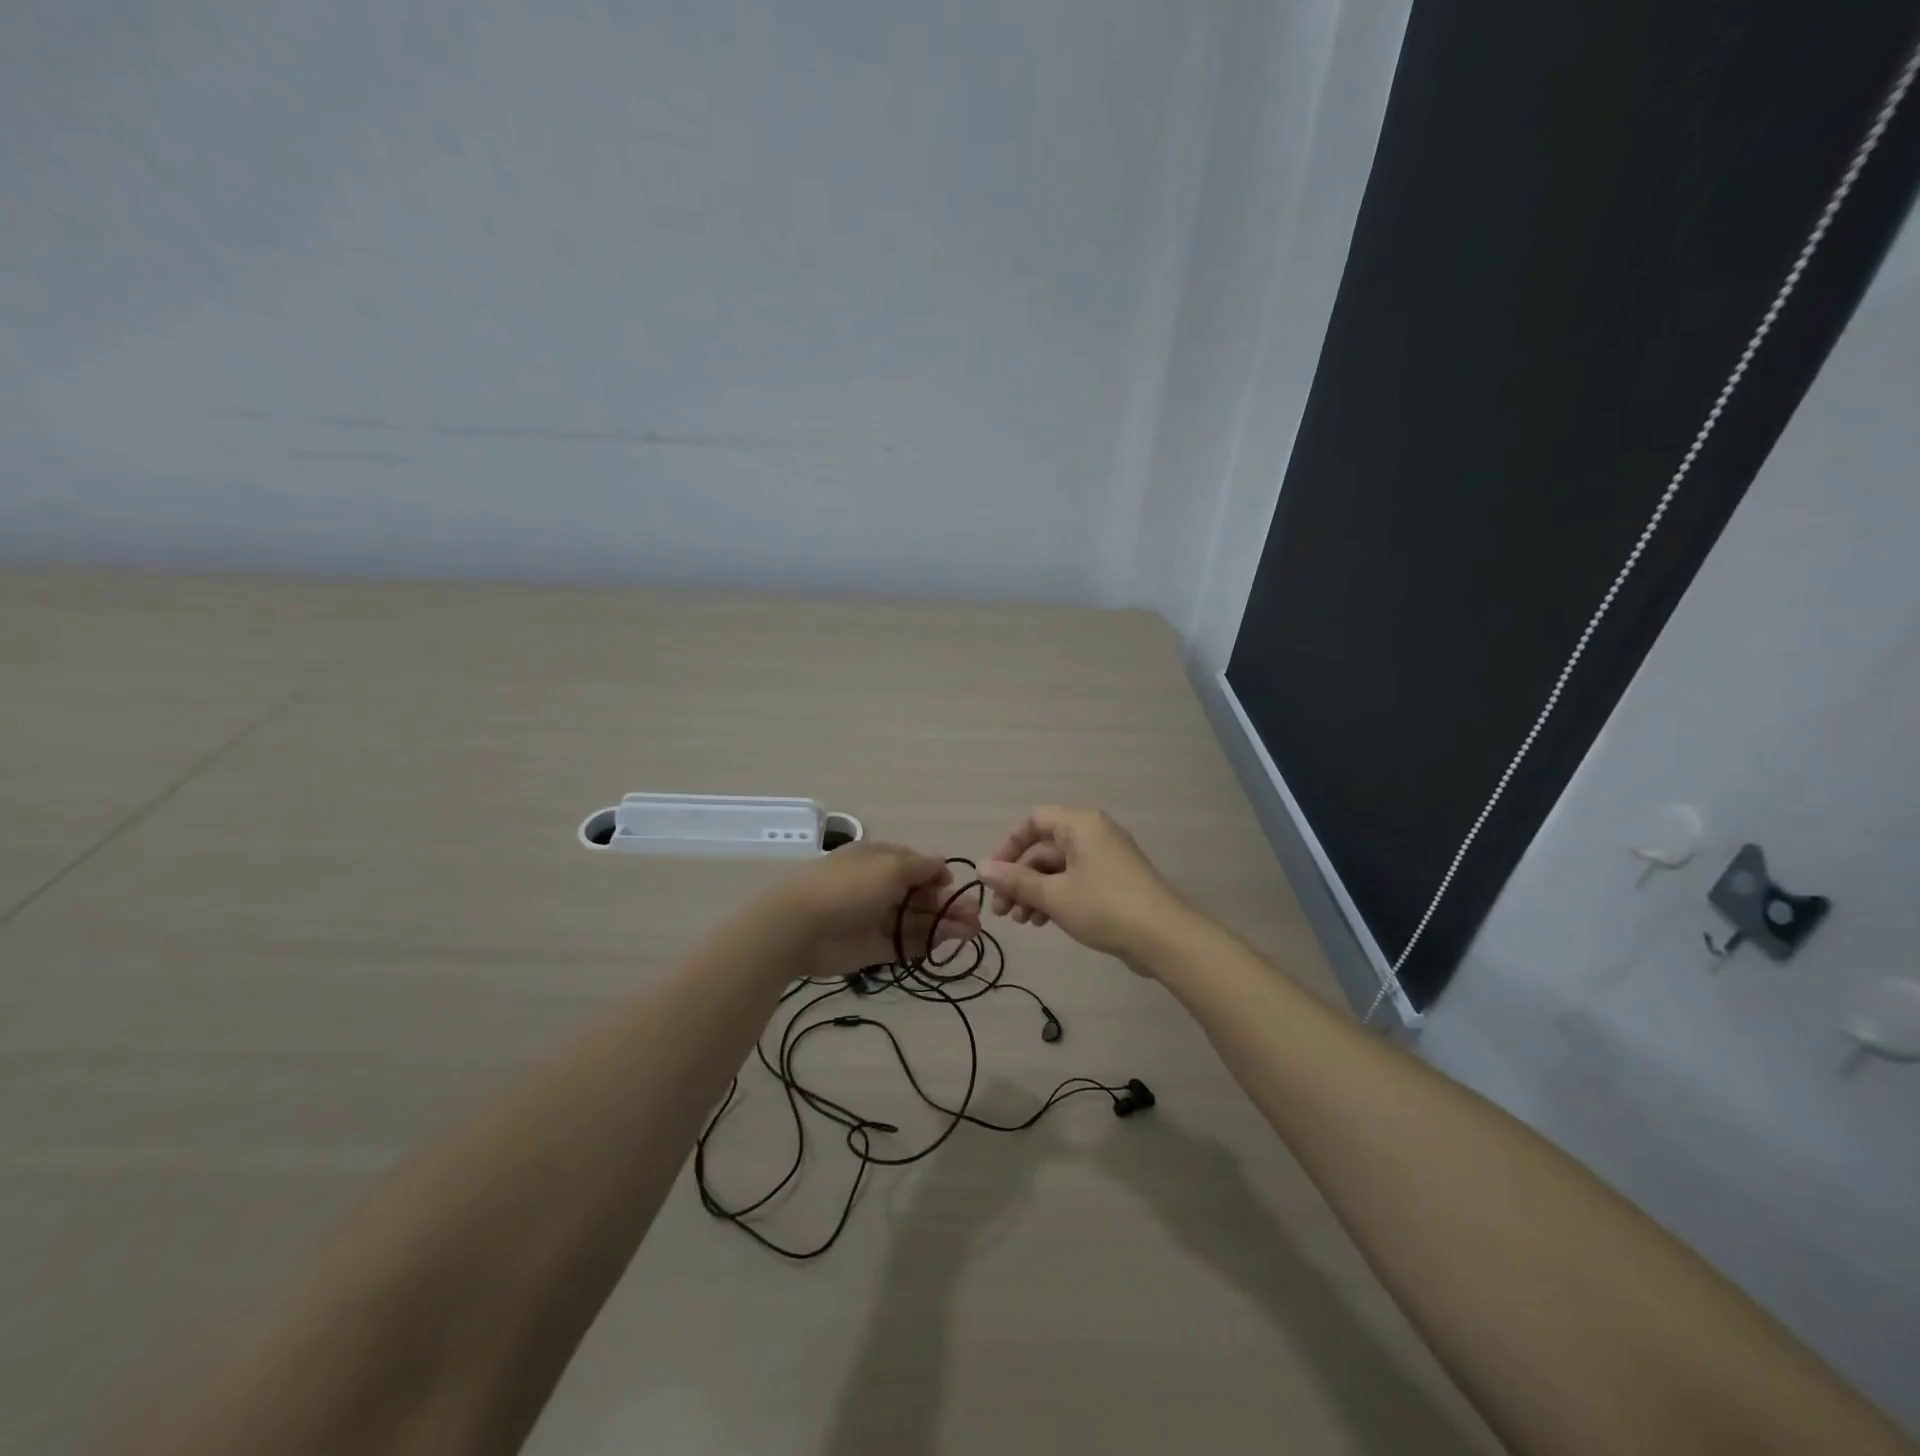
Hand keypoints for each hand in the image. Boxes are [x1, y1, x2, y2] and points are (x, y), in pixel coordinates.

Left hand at [764, 842, 980, 977]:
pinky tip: (948, 942)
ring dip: (944, 924)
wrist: (800, 927)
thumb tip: (942, 864)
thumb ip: (921, 867)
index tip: (956, 888)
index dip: (939, 877)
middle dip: (948, 904)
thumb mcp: (891, 866)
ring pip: (917, 920)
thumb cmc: (849, 887)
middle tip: (975, 919)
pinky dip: (927, 942)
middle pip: (921, 895)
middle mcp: (880, 887)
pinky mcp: (874, 947)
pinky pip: (905, 943)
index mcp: (881, 860)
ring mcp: (877, 918)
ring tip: (971, 933)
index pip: (917, 865)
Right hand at [976, 806, 1186, 960]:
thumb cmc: (1104, 907)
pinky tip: (1042, 922)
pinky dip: (1055, 897)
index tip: (994, 875)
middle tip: (1003, 911)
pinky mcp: (1114, 881)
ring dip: (1034, 891)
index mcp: (1080, 825)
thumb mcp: (1053, 895)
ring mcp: (1105, 858)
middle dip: (1019, 878)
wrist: (1164, 937)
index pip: (1034, 821)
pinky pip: (1075, 880)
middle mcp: (1093, 833)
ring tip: (1021, 922)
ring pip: (1058, 868)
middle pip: (1044, 848)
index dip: (1009, 846)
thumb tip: (980, 868)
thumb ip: (1015, 880)